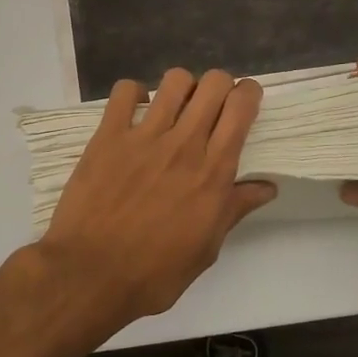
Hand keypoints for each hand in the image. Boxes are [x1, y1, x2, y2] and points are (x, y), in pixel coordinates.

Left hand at [38, 69, 276, 333]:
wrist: (90, 275)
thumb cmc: (154, 273)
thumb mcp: (205, 249)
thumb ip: (234, 210)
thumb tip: (267, 187)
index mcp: (213, 172)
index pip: (241, 108)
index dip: (248, 93)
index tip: (245, 101)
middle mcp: (184, 144)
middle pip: (214, 83)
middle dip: (220, 85)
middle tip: (212, 106)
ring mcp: (144, 136)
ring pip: (175, 80)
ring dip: (182, 88)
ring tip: (175, 108)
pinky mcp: (108, 136)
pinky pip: (125, 91)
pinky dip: (134, 94)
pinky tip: (136, 112)